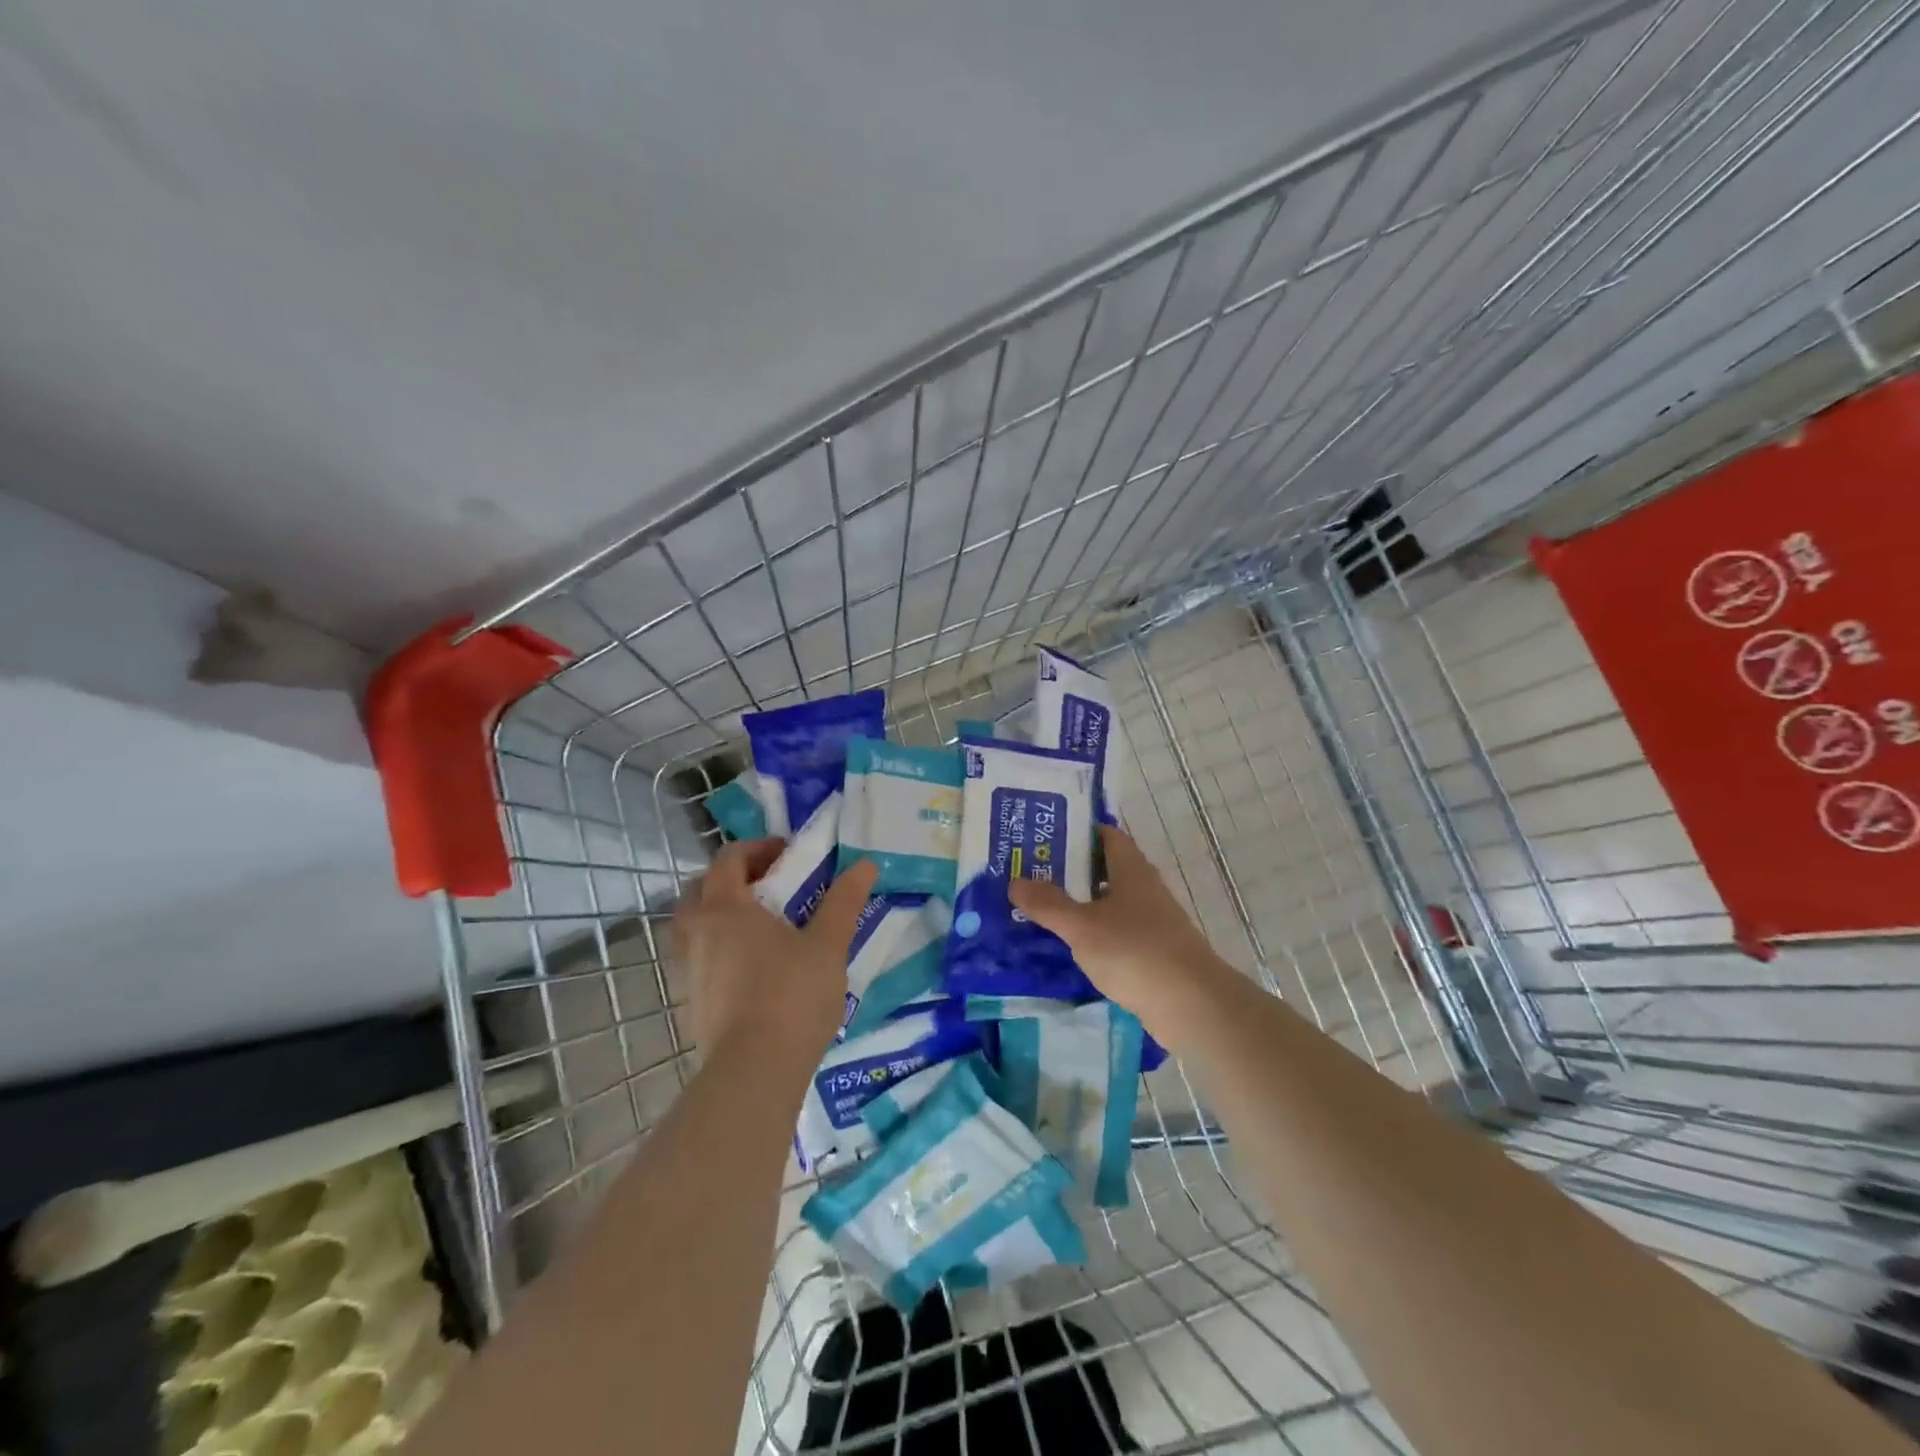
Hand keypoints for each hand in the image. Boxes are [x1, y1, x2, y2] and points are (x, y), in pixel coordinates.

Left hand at [673, 841, 877, 1061]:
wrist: (754, 1071)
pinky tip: (751, 967)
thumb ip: (844, 901)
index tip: (788, 854)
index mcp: (726, 908)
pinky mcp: (691, 1003)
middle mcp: (698, 933)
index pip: (729, 859)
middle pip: (700, 888)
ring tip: (759, 926)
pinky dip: (718, 948)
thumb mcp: (828, 944)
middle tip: (767, 885)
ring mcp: (689, 970)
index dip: (757, 849)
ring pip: (693, 926)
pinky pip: (698, 958)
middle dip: (731, 878)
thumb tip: (865, 864)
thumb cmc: (792, 995)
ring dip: (719, 913)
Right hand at [1008, 826, 1227, 1039]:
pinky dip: (1095, 935)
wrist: (1191, 1005)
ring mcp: (1153, 923)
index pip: (1107, 836)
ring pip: (1111, 904)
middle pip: (1106, 869)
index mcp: (1132, 870)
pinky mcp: (1154, 954)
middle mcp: (1145, 890)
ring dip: (1082, 905)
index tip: (1044, 835)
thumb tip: (1015, 881)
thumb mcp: (1082, 927)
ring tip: (1042, 909)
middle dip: (1071, 870)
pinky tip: (1071, 948)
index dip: (1078, 831)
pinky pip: (1118, 935)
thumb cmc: (1135, 952)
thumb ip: (1048, 904)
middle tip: (1031, 873)